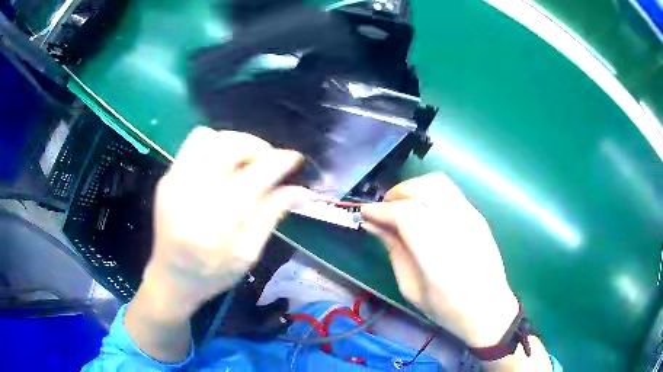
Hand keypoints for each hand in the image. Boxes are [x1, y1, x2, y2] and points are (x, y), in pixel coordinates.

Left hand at [141, 127, 307, 321]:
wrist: (170, 278)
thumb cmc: (211, 275)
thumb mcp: (247, 254)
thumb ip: (271, 216)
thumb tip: (301, 191)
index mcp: (215, 224)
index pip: (253, 178)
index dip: (278, 162)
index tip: (295, 158)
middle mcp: (190, 195)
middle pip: (226, 145)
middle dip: (255, 146)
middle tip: (268, 162)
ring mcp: (173, 182)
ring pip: (207, 137)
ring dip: (233, 143)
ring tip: (245, 162)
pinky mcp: (166, 178)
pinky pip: (193, 146)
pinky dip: (216, 149)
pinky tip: (223, 169)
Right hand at [361, 173, 518, 347]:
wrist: (489, 308)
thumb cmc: (447, 308)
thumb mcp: (411, 288)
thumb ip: (394, 250)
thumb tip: (373, 224)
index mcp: (437, 252)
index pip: (405, 212)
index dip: (380, 209)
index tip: (365, 214)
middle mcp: (456, 227)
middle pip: (422, 188)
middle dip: (397, 193)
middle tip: (384, 210)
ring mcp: (471, 217)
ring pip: (438, 182)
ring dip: (414, 188)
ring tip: (403, 207)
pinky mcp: (477, 215)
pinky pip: (450, 192)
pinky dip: (429, 193)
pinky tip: (423, 212)